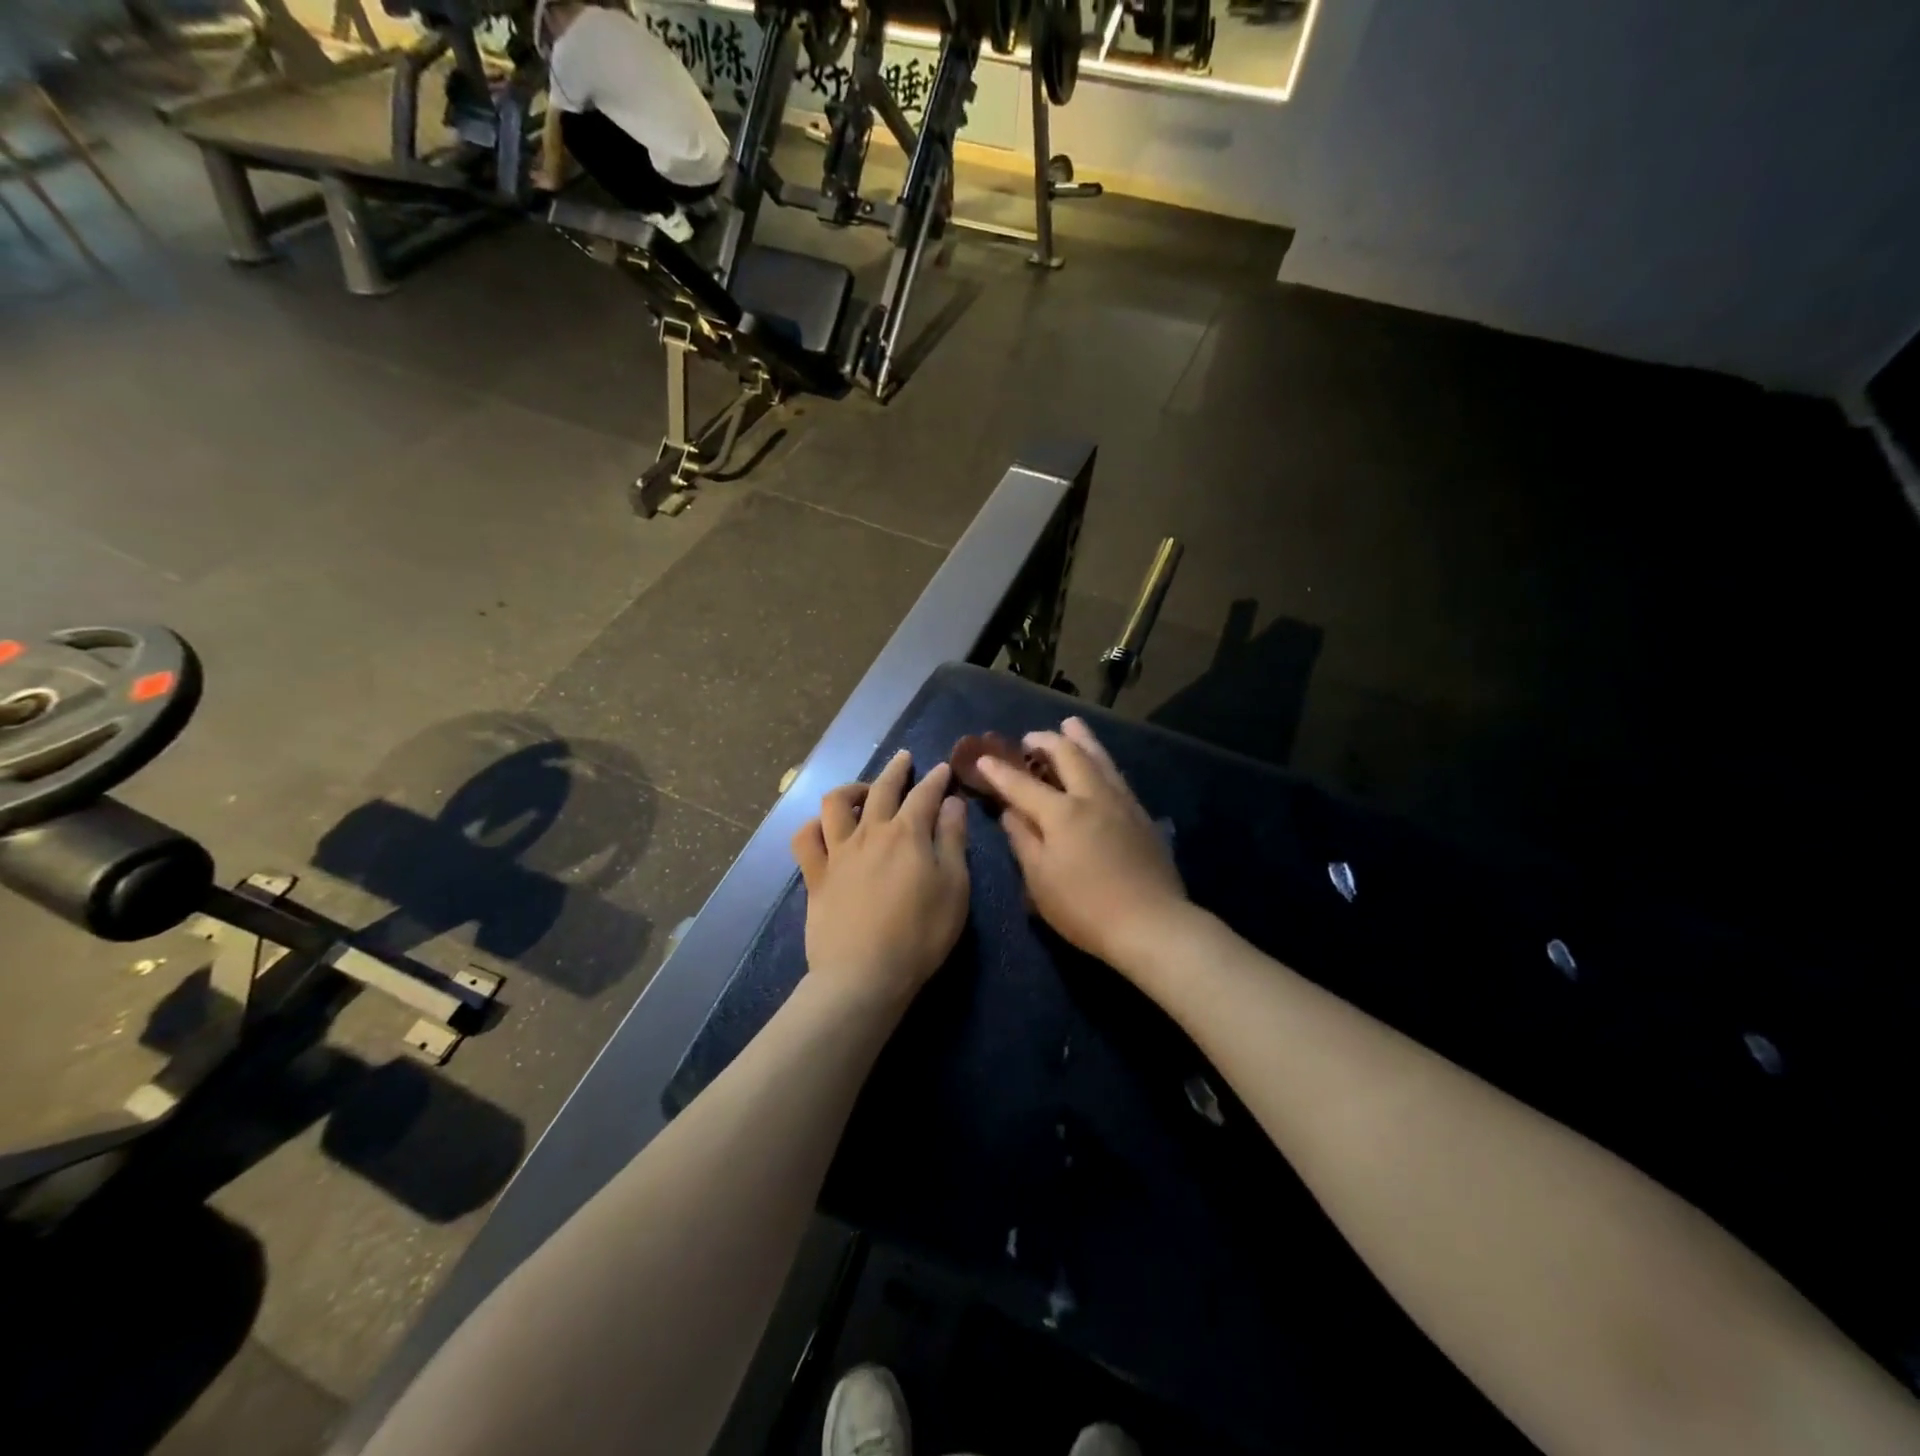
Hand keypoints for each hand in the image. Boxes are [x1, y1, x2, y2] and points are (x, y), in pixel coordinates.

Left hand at [791, 751, 969, 1005]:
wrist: (864, 974)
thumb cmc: (920, 934)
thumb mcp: (954, 887)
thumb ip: (953, 840)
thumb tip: (952, 803)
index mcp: (908, 833)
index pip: (924, 794)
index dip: (936, 779)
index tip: (943, 769)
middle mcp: (870, 832)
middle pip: (881, 788)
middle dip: (895, 769)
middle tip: (904, 758)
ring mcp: (838, 852)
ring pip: (836, 803)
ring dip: (851, 789)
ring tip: (862, 791)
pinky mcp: (815, 875)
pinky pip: (806, 838)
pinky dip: (814, 825)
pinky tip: (823, 827)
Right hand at [976, 718, 1187, 974]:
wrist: (1152, 924)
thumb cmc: (1085, 908)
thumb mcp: (1040, 880)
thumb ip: (1023, 840)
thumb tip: (1010, 811)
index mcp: (1061, 813)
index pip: (1022, 784)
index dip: (1000, 771)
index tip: (983, 758)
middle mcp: (1092, 797)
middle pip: (1068, 755)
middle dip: (1045, 741)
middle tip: (1030, 738)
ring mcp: (1122, 802)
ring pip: (1099, 758)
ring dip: (1081, 739)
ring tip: (1071, 725)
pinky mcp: (1142, 815)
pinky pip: (1117, 775)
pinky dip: (1102, 761)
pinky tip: (1101, 764)